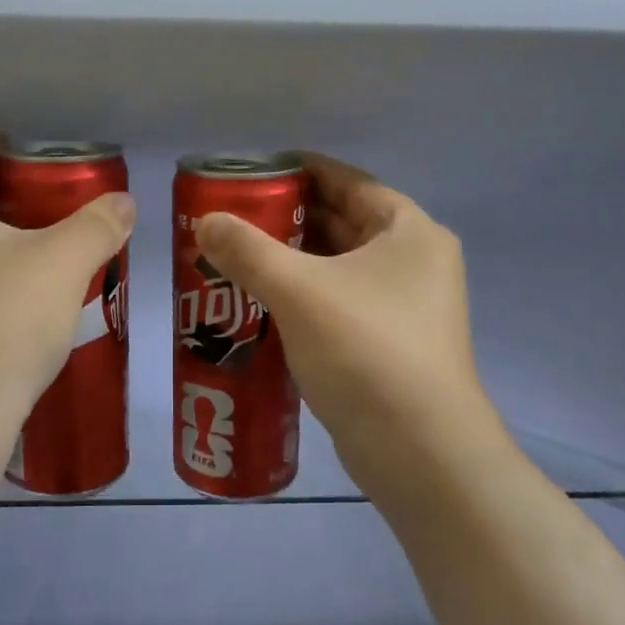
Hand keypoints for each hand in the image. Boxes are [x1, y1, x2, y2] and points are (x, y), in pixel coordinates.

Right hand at [193, 154, 503, 506]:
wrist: (419, 453)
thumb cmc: (365, 350)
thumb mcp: (298, 290)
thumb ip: (247, 249)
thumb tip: (205, 221)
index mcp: (409, 231)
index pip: (346, 181)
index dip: (296, 171)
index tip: (247, 174)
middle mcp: (415, 262)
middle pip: (341, 223)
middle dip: (285, 220)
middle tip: (229, 220)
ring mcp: (406, 308)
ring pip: (337, 268)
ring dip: (290, 263)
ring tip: (233, 260)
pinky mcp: (390, 346)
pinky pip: (338, 305)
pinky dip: (302, 299)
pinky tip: (258, 306)